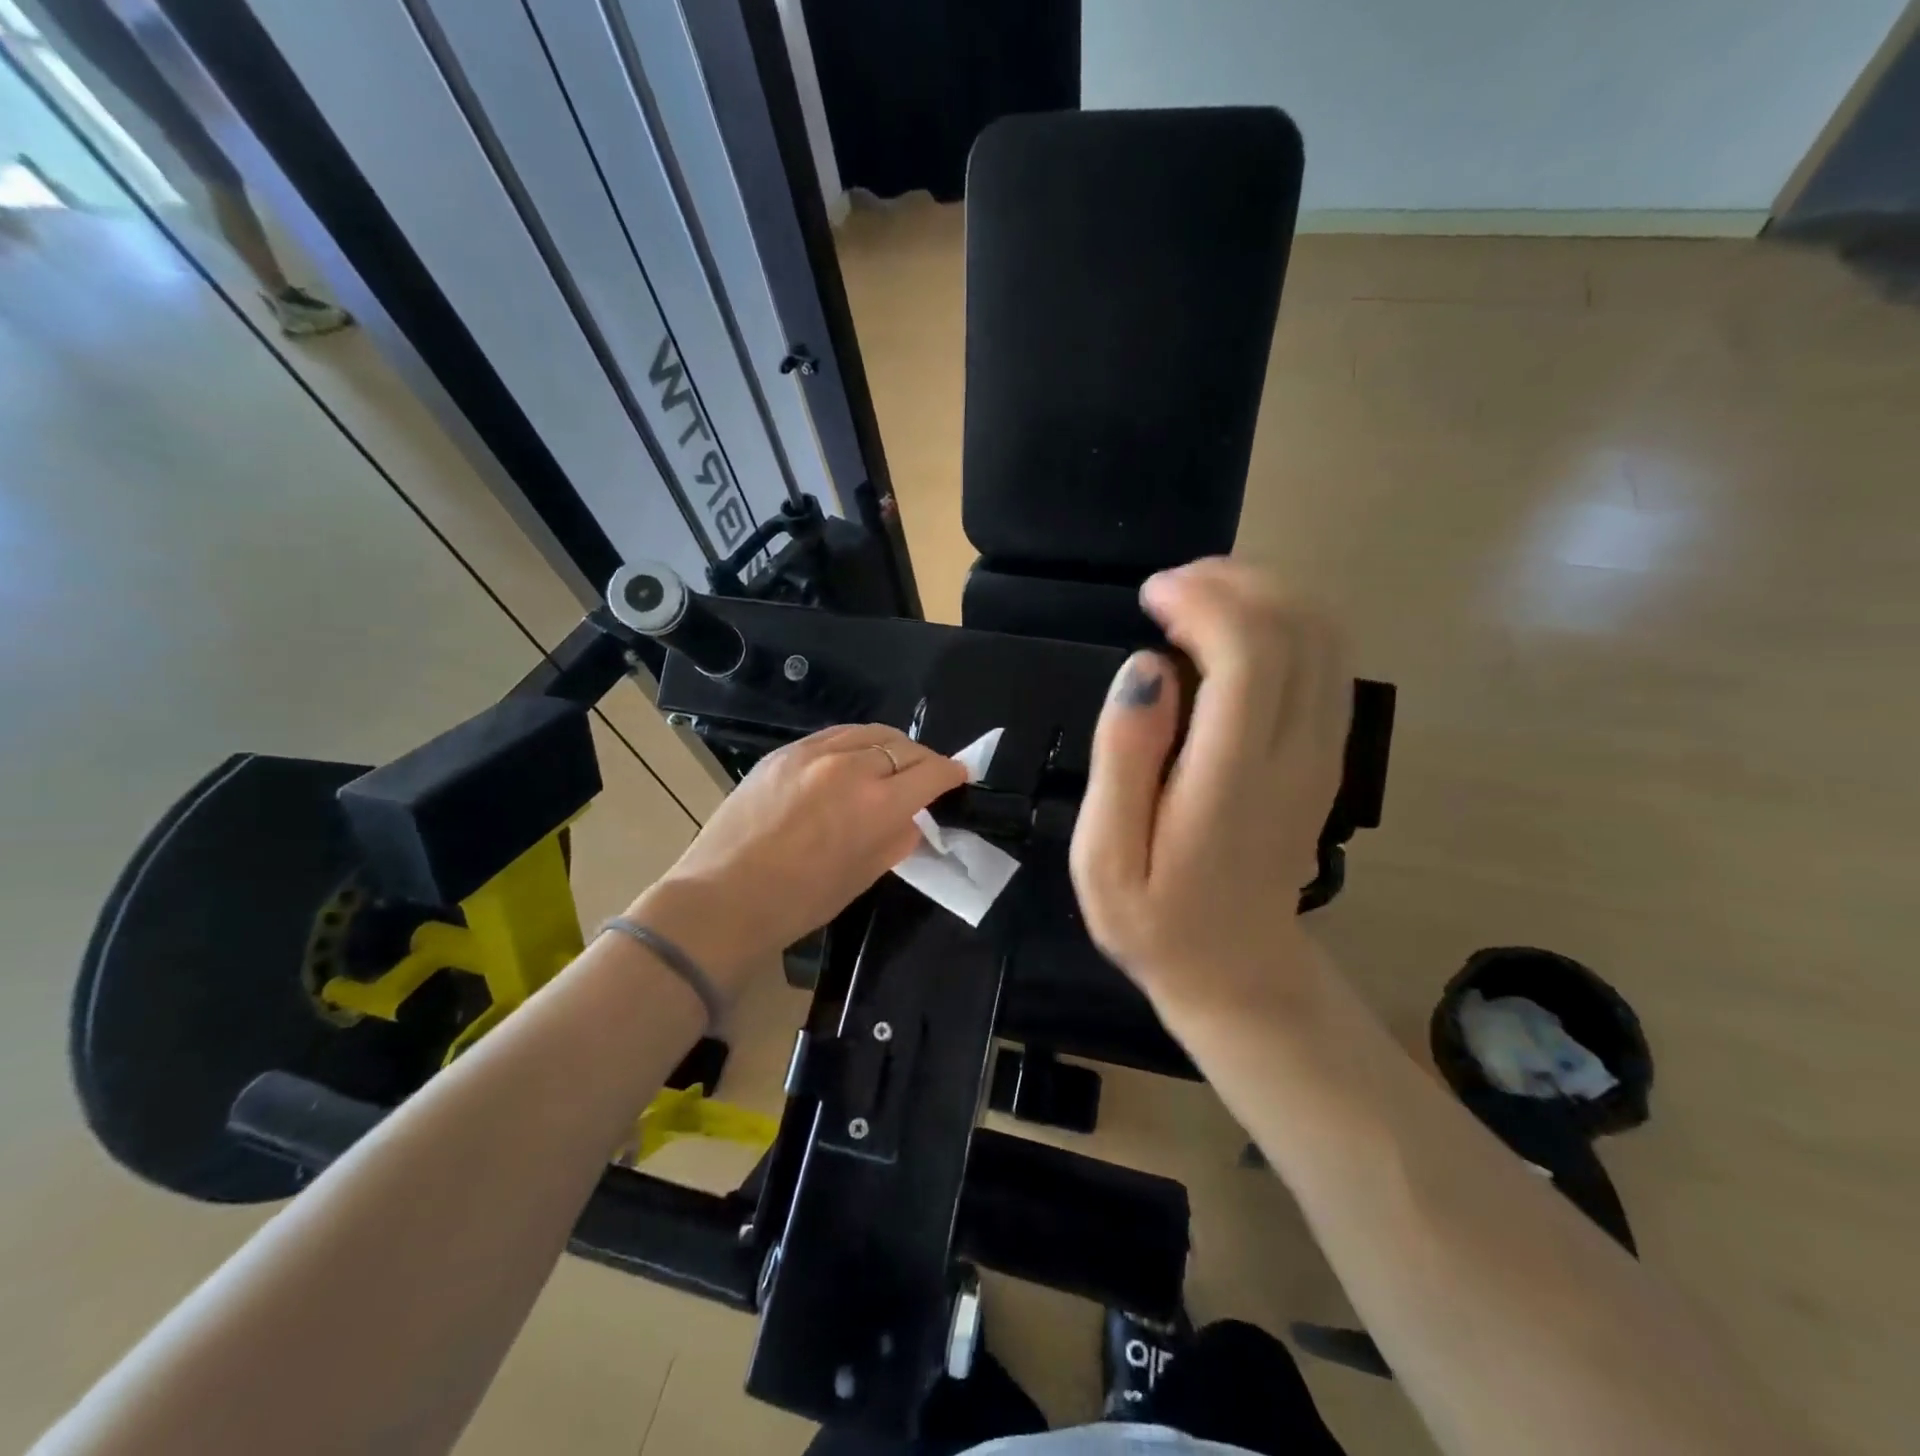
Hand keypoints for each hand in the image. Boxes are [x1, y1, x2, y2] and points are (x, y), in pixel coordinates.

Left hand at [631, 724, 966, 986]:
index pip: (931, 773)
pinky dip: (854, 743)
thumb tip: (912, 819)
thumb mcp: (863, 876)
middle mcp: (851, 767)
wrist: (724, 897)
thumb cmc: (800, 901)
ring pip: (869, 732)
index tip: (960, 775)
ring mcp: (814, 753)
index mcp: (878, 804)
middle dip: (923, 759)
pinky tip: (852, 758)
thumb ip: (896, 840)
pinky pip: (834, 735)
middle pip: (903, 746)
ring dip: (890, 745)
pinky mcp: (784, 752)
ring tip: (892, 761)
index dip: (952, 773)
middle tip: (927, 775)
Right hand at [1069, 559, 1350, 1016]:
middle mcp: (1297, 753)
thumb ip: (1122, 758)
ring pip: (1324, 634)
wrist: (1237, 971)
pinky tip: (1231, 632)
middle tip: (1168, 589)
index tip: (1151, 596)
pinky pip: (1327, 659)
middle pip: (1298, 627)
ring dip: (1263, 594)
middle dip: (1235, 582)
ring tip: (1196, 599)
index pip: (1251, 654)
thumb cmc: (1155, 919)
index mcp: (1234, 779)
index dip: (1205, 602)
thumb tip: (1147, 666)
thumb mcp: (1105, 857)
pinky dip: (1283, 621)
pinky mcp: (1329, 751)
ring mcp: (1325, 751)